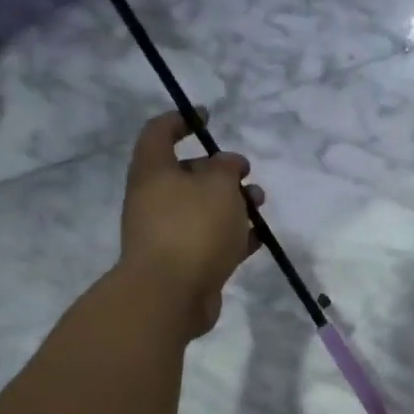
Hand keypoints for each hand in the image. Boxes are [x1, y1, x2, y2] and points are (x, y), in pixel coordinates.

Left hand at [119, 109, 263, 337]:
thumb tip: (228, 165)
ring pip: (203, 209)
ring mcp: (168, 234)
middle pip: (187, 174)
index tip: (206, 117)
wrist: (170, 295)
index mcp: (153, 172)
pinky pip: (211, 241)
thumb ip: (226, 167)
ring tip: (259, 205)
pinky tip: (258, 237)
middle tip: (246, 174)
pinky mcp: (184, 263)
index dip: (181, 120)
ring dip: (233, 203)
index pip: (159, 133)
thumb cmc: (192, 228)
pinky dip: (234, 236)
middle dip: (220, 170)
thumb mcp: (217, 184)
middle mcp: (155, 200)